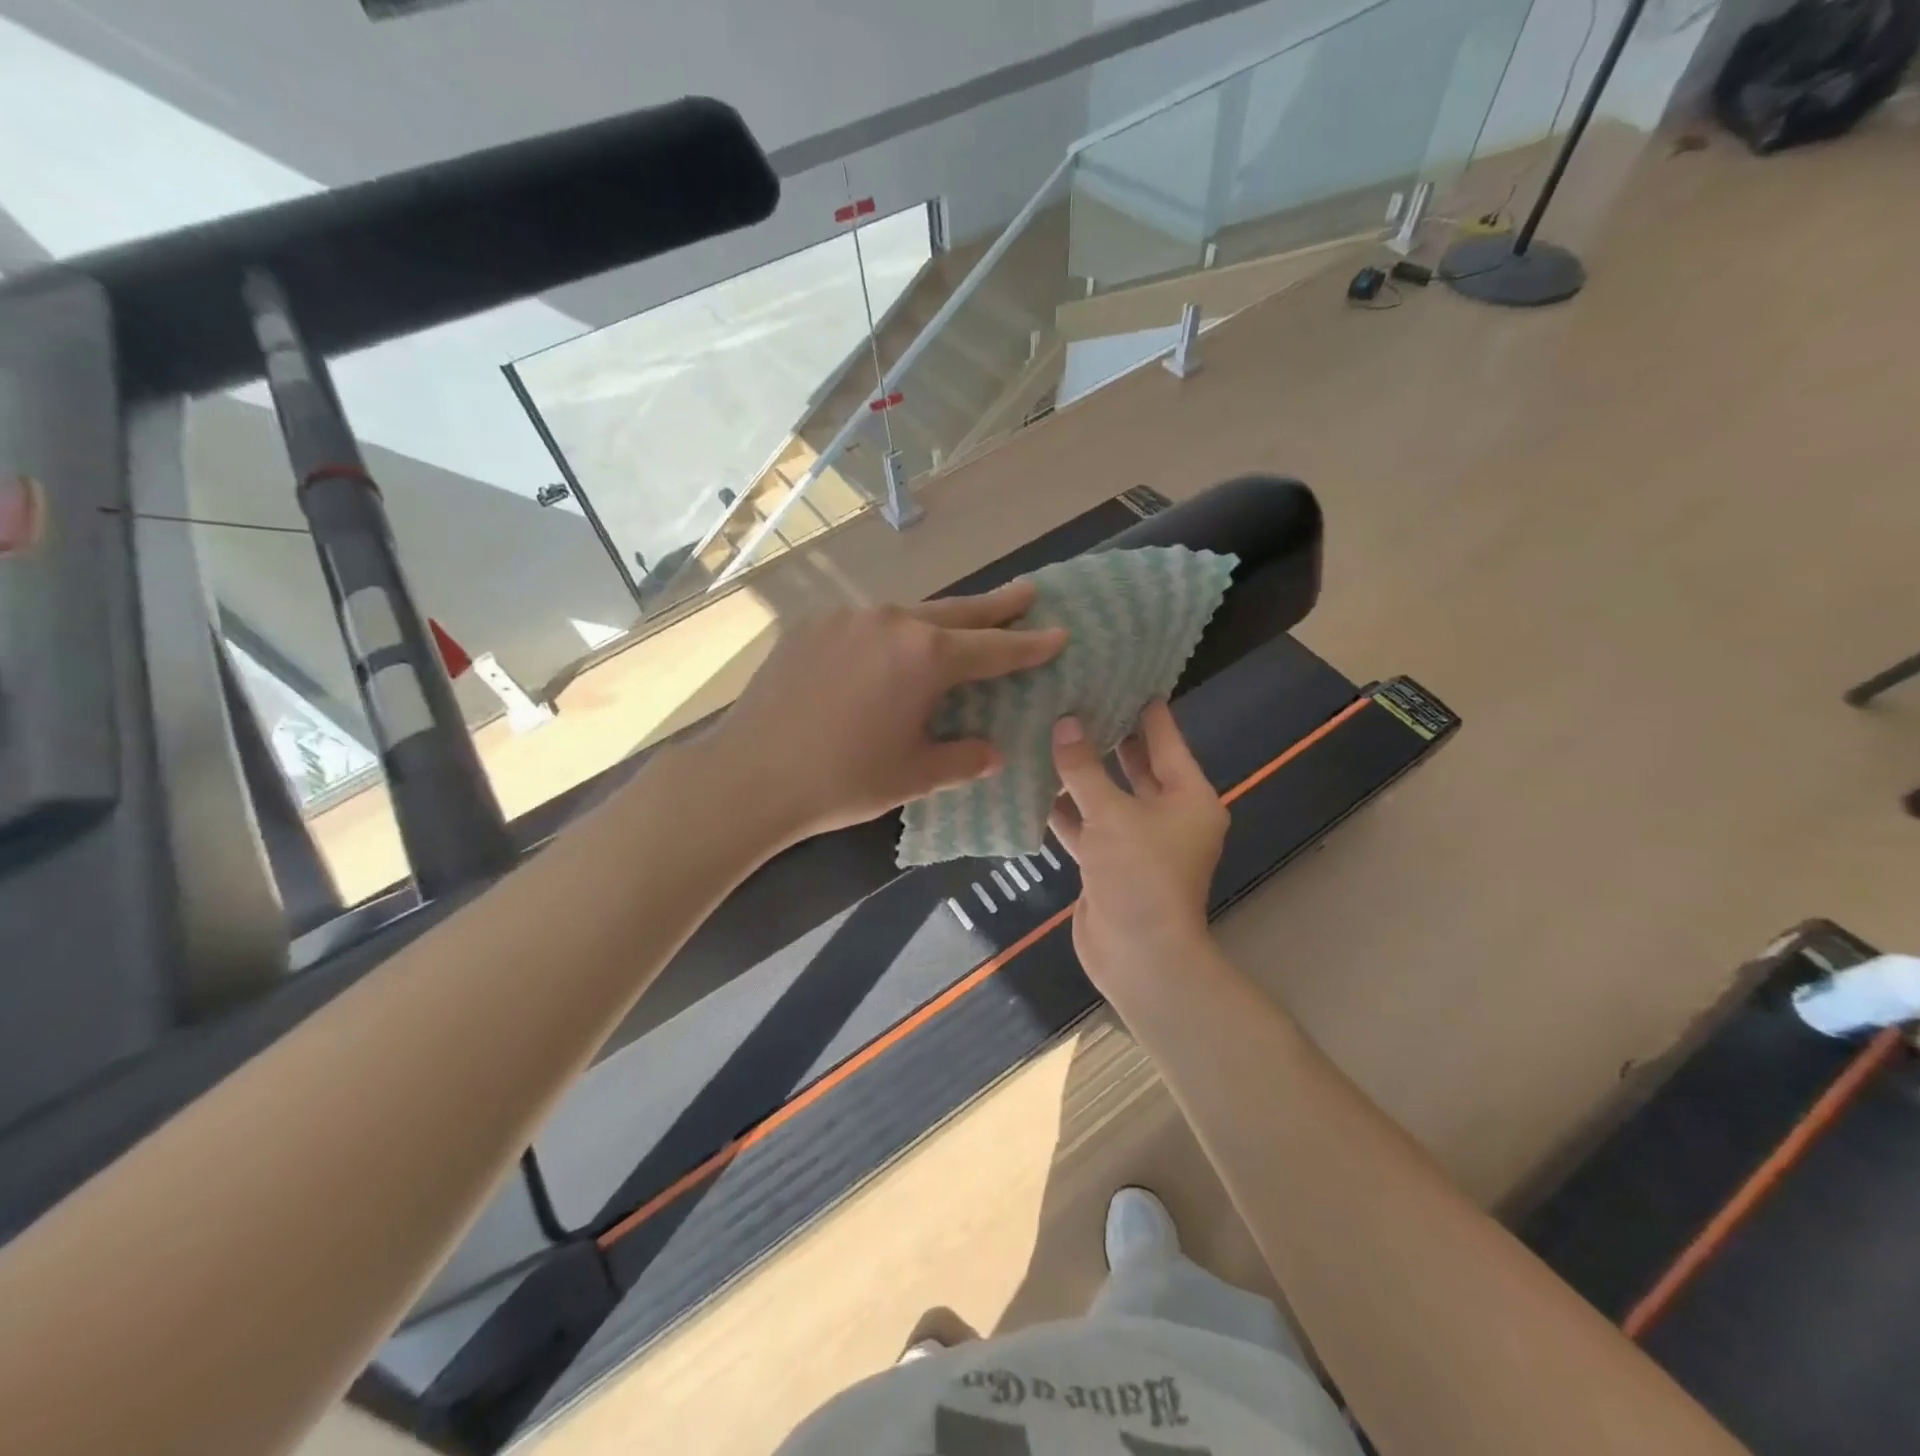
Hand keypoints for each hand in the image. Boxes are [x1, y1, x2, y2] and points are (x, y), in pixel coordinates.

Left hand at [714, 581, 1065, 843]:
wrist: (749, 776)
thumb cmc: (842, 781)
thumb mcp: (914, 776)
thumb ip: (962, 759)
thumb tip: (990, 751)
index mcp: (925, 657)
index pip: (993, 649)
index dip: (1029, 644)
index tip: (1059, 632)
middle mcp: (890, 622)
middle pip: (956, 612)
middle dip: (995, 607)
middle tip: (1028, 592)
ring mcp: (845, 617)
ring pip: (907, 615)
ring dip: (938, 622)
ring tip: (957, 627)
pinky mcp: (809, 625)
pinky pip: (864, 624)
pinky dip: (887, 635)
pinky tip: (884, 653)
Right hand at [1049, 700, 1226, 993]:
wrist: (1138, 956)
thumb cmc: (1140, 875)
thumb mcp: (1112, 814)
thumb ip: (1084, 768)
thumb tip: (1064, 722)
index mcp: (1188, 797)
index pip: (1166, 740)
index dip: (1146, 709)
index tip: (1125, 676)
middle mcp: (1168, 815)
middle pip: (1136, 766)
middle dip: (1108, 736)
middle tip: (1078, 698)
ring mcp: (1137, 841)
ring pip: (1106, 796)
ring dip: (1081, 773)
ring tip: (1049, 732)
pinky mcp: (1109, 863)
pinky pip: (1087, 825)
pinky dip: (1065, 810)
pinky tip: (1034, 785)